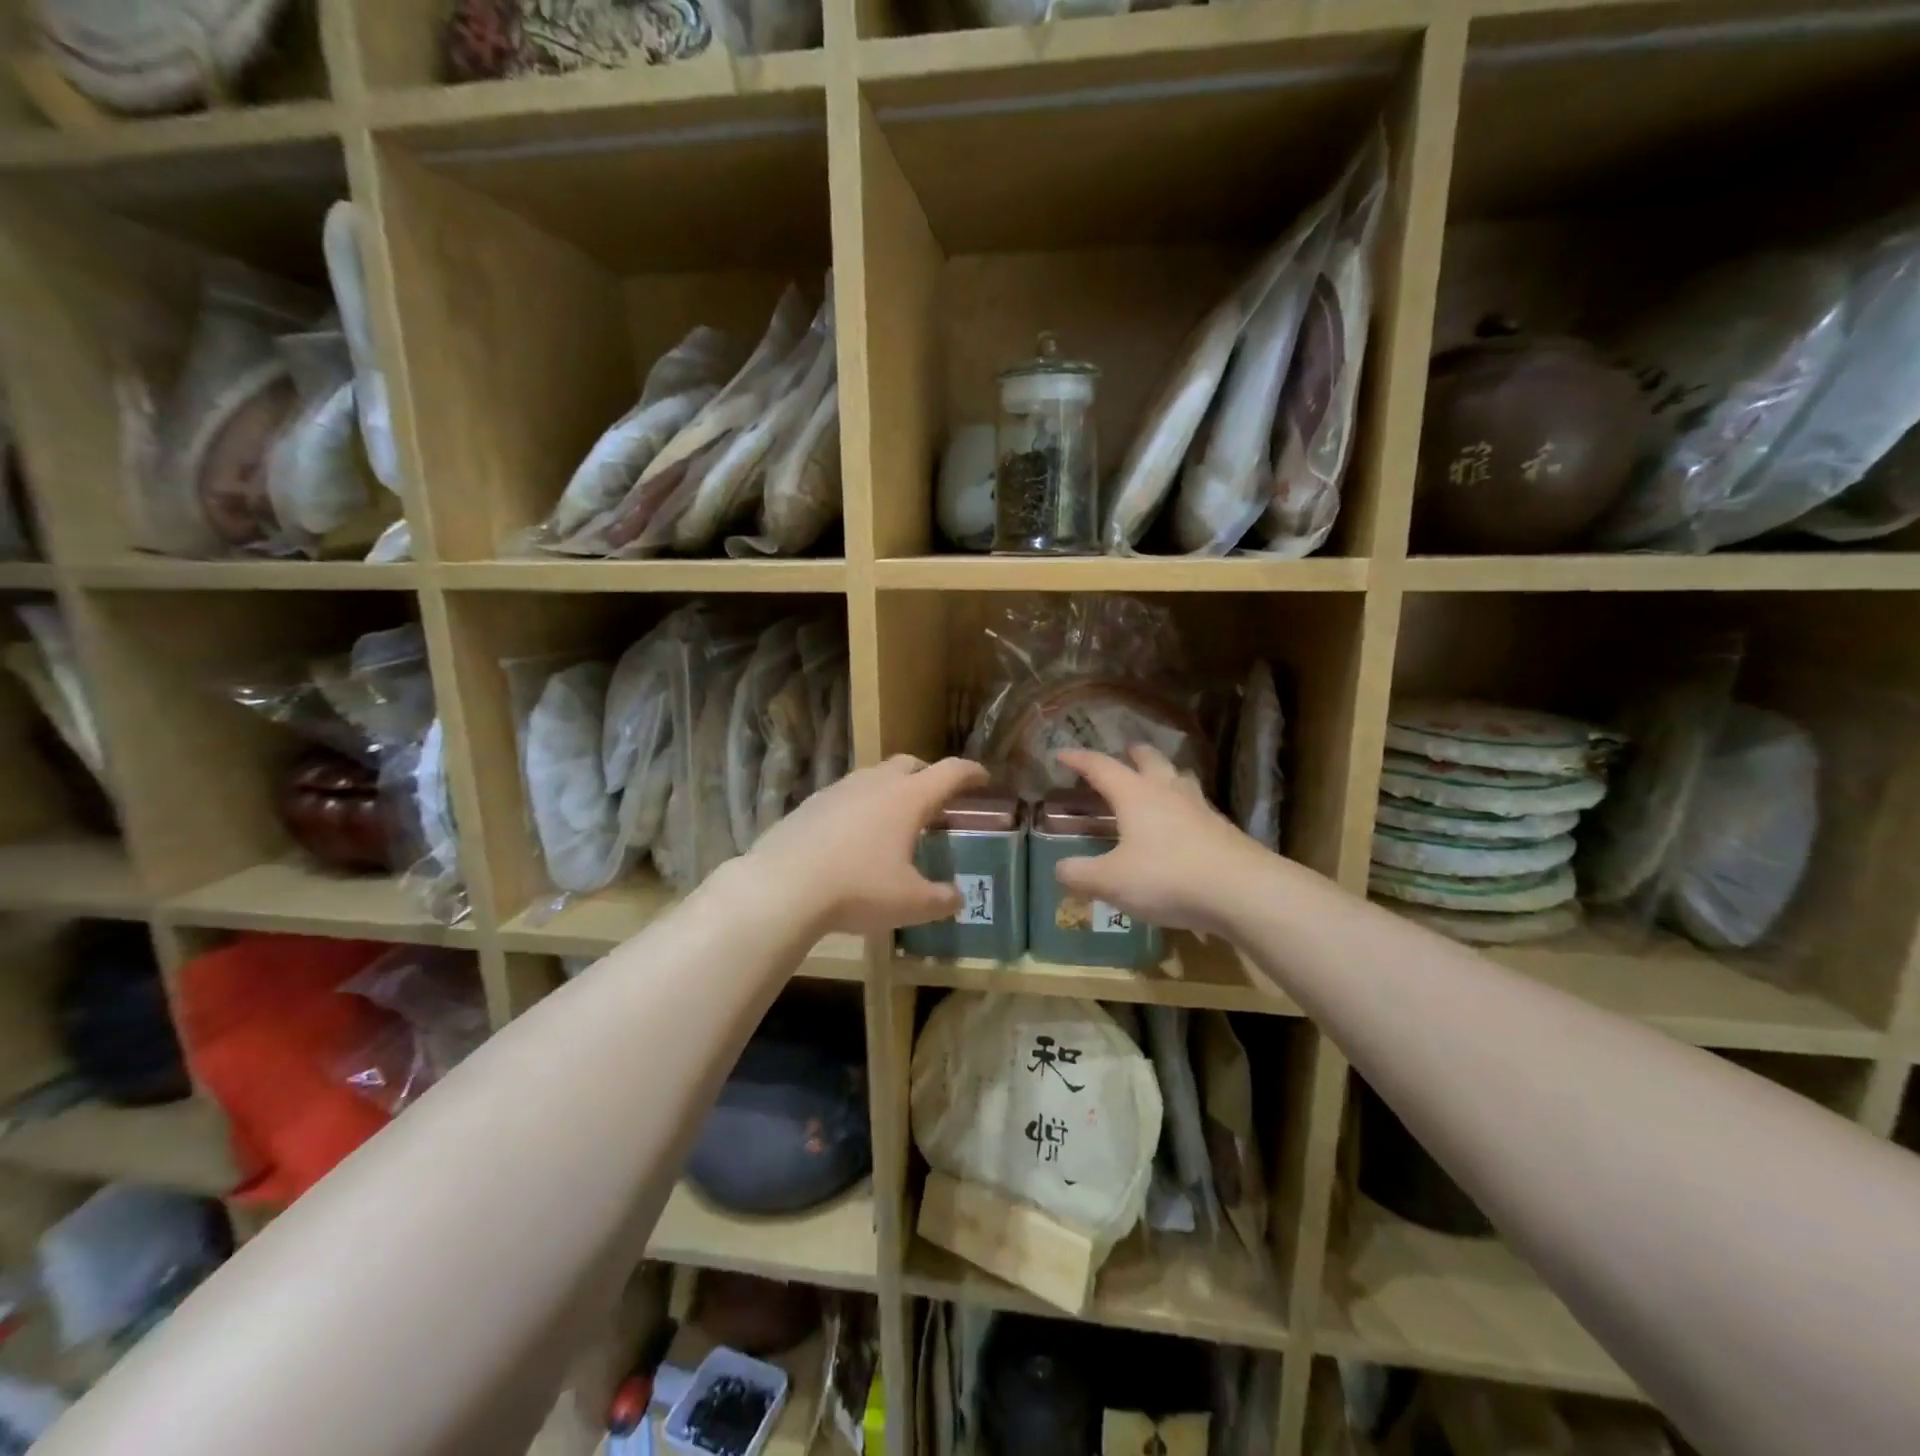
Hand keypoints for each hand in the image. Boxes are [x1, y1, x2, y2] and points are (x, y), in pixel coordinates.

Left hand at [750, 755, 989, 935]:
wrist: (784, 886)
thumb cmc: (859, 888)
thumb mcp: (911, 903)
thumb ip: (941, 899)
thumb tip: (957, 898)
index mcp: (908, 798)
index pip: (950, 772)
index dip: (971, 773)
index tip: (984, 778)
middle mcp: (876, 783)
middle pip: (910, 764)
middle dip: (928, 775)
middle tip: (936, 800)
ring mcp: (840, 789)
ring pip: (874, 776)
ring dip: (891, 789)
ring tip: (894, 820)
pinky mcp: (812, 803)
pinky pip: (846, 795)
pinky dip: (860, 806)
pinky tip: (854, 835)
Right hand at [1054, 745, 1269, 935]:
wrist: (1242, 891)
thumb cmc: (1167, 877)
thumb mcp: (1112, 881)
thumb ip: (1081, 874)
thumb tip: (1060, 869)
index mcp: (1135, 795)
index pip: (1101, 766)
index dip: (1079, 759)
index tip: (1062, 753)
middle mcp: (1167, 792)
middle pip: (1150, 759)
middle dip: (1133, 753)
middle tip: (1124, 752)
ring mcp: (1199, 808)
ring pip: (1179, 778)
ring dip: (1165, 773)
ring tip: (1158, 780)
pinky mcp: (1222, 829)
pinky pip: (1197, 806)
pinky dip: (1184, 806)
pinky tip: (1183, 823)